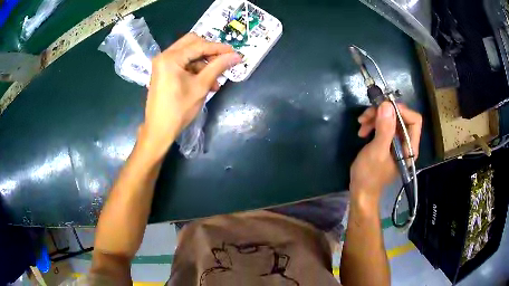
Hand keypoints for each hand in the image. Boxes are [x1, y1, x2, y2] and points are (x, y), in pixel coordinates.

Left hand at [138, 33, 241, 158]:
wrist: (159, 130)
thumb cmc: (179, 109)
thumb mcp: (201, 86)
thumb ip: (218, 67)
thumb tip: (237, 56)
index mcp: (171, 57)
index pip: (199, 45)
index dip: (219, 48)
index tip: (235, 53)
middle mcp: (164, 55)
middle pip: (192, 43)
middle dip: (209, 51)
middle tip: (223, 60)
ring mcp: (162, 63)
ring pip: (188, 53)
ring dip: (203, 63)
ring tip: (215, 81)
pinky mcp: (163, 71)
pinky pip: (182, 62)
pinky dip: (195, 69)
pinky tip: (205, 82)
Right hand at [349, 102, 421, 202]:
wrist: (360, 190)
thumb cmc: (369, 175)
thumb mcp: (377, 152)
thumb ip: (385, 130)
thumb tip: (387, 105)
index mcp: (409, 148)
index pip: (414, 120)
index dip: (401, 111)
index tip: (383, 108)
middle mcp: (406, 143)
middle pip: (400, 117)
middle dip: (383, 113)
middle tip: (366, 116)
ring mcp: (396, 142)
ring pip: (390, 119)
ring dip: (375, 118)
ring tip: (361, 124)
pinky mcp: (387, 142)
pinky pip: (383, 125)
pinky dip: (373, 124)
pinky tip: (362, 131)